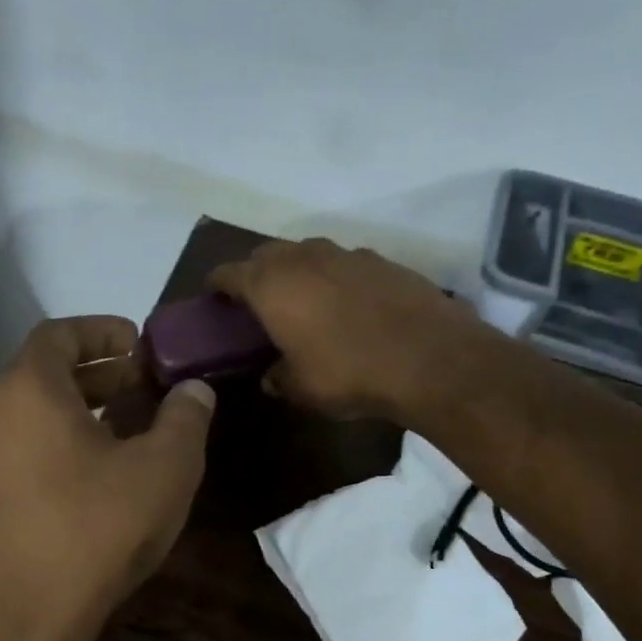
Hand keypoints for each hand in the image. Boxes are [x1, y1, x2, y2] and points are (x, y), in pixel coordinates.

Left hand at [0, 316, 214, 640]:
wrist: (14, 630)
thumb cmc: (93, 535)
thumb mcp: (162, 473)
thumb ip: (184, 420)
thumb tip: (194, 389)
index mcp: (28, 394)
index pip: (58, 334)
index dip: (100, 329)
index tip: (137, 341)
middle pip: (43, 377)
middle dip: (96, 375)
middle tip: (140, 387)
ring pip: (30, 422)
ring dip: (76, 416)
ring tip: (123, 435)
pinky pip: (18, 460)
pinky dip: (54, 452)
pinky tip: (88, 487)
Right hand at [209, 237, 482, 419]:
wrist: (429, 358)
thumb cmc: (348, 374)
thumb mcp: (301, 388)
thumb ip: (278, 378)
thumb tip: (271, 376)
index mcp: (272, 285)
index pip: (230, 273)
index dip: (217, 284)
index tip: (212, 295)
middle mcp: (305, 258)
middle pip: (267, 254)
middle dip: (255, 272)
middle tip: (254, 300)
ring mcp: (346, 254)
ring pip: (307, 253)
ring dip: (296, 270)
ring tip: (300, 298)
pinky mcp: (382, 261)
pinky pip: (343, 263)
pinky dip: (334, 277)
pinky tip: (345, 303)